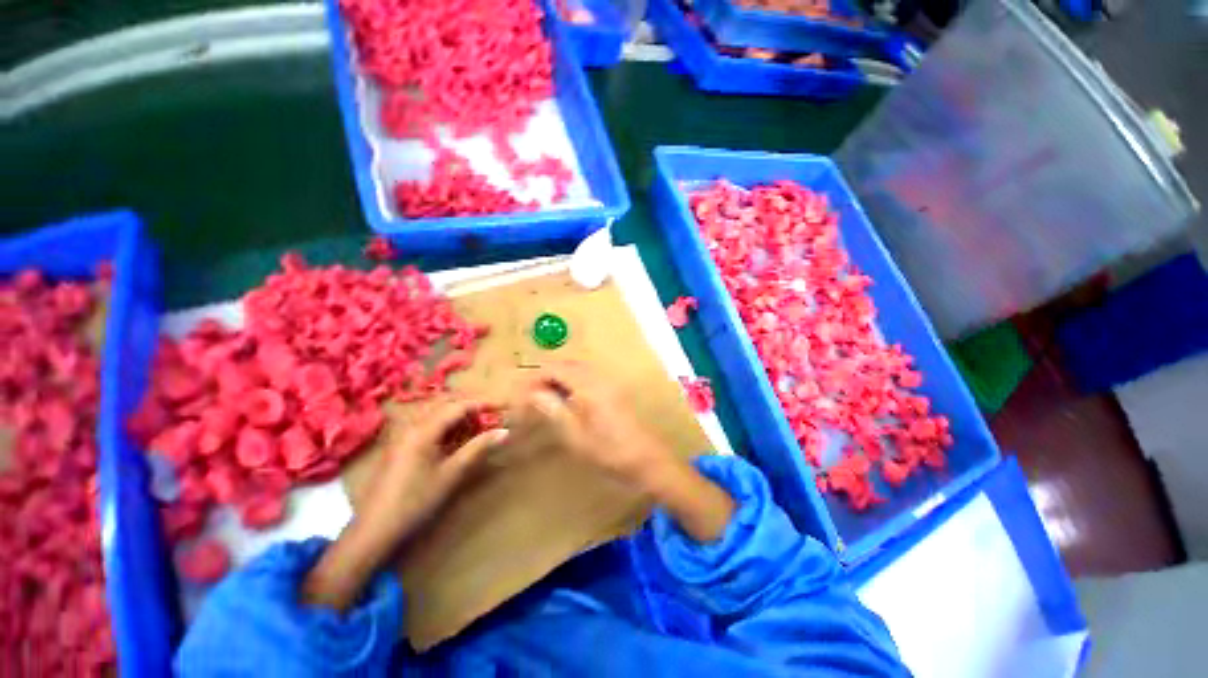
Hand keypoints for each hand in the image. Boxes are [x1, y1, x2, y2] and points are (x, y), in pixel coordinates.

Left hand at [303, 398, 506, 611]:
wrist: (374, 529)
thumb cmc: (415, 501)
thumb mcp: (451, 473)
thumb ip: (478, 448)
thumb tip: (504, 431)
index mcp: (423, 429)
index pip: (459, 405)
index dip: (483, 403)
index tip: (504, 406)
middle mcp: (411, 425)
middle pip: (446, 403)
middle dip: (471, 406)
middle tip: (492, 416)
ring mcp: (402, 434)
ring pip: (436, 413)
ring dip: (458, 414)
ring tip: (477, 426)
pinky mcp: (399, 445)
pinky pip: (427, 424)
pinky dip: (446, 424)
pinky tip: (455, 438)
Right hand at [519, 364, 735, 542]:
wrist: (648, 460)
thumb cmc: (609, 451)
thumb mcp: (575, 435)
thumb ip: (553, 409)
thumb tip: (533, 392)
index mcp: (588, 385)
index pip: (555, 369)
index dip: (536, 377)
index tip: (521, 391)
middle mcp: (599, 378)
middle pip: (567, 365)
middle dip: (546, 375)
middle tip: (530, 393)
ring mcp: (609, 383)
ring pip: (578, 370)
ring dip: (559, 378)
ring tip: (544, 396)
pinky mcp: (615, 391)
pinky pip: (588, 377)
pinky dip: (572, 382)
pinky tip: (567, 399)